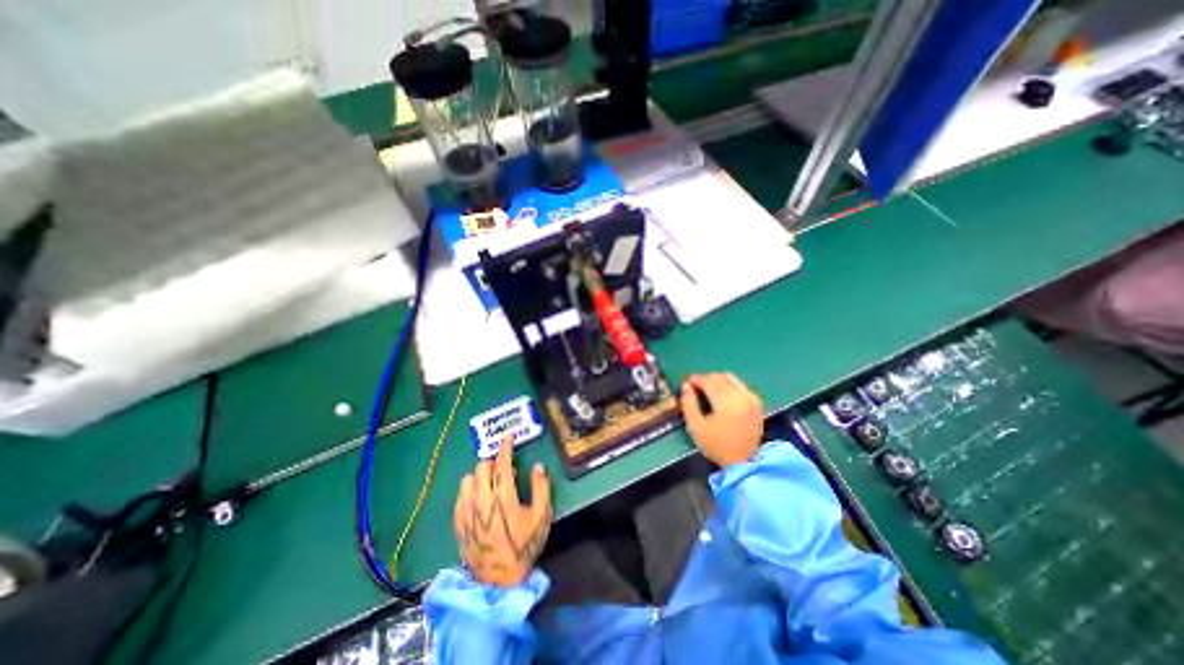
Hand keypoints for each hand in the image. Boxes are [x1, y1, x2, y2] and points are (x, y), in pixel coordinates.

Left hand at [451, 437, 552, 585]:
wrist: (498, 580)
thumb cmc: (523, 546)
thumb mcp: (541, 517)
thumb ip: (541, 488)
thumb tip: (538, 467)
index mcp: (503, 497)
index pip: (502, 464)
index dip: (505, 448)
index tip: (507, 437)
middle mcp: (481, 500)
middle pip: (482, 467)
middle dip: (493, 462)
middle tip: (503, 468)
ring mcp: (467, 512)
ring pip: (468, 479)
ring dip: (480, 475)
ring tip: (490, 483)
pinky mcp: (458, 523)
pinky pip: (460, 496)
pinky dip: (470, 489)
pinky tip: (479, 498)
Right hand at [681, 375, 762, 467]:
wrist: (744, 462)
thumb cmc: (716, 445)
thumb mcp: (695, 426)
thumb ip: (688, 403)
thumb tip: (686, 386)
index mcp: (725, 400)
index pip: (707, 380)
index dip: (694, 379)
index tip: (685, 382)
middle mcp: (740, 394)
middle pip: (719, 376)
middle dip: (705, 379)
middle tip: (694, 387)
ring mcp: (751, 397)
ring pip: (730, 378)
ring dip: (717, 381)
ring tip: (707, 390)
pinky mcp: (756, 402)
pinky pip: (740, 385)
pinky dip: (728, 386)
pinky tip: (722, 396)